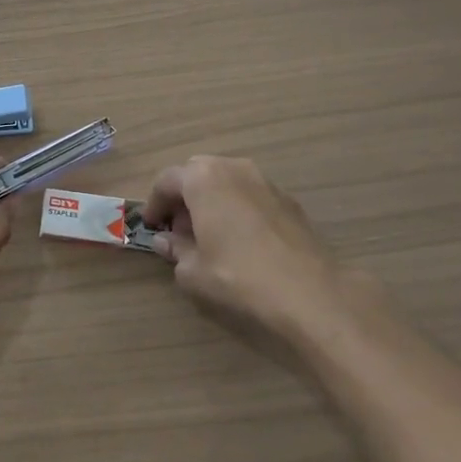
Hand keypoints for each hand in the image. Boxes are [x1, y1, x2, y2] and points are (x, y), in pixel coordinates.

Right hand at [141, 156, 340, 350]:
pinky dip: (238, 208)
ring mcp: (265, 181)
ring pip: (227, 181)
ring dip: (212, 200)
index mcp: (202, 178)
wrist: (309, 293)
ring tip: (210, 234)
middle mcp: (233, 168)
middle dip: (184, 197)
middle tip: (179, 228)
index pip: (166, 180)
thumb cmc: (238, 276)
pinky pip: (251, 195)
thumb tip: (166, 241)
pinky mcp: (289, 201)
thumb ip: (175, 250)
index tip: (151, 226)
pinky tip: (241, 240)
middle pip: (198, 174)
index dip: (154, 203)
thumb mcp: (193, 271)